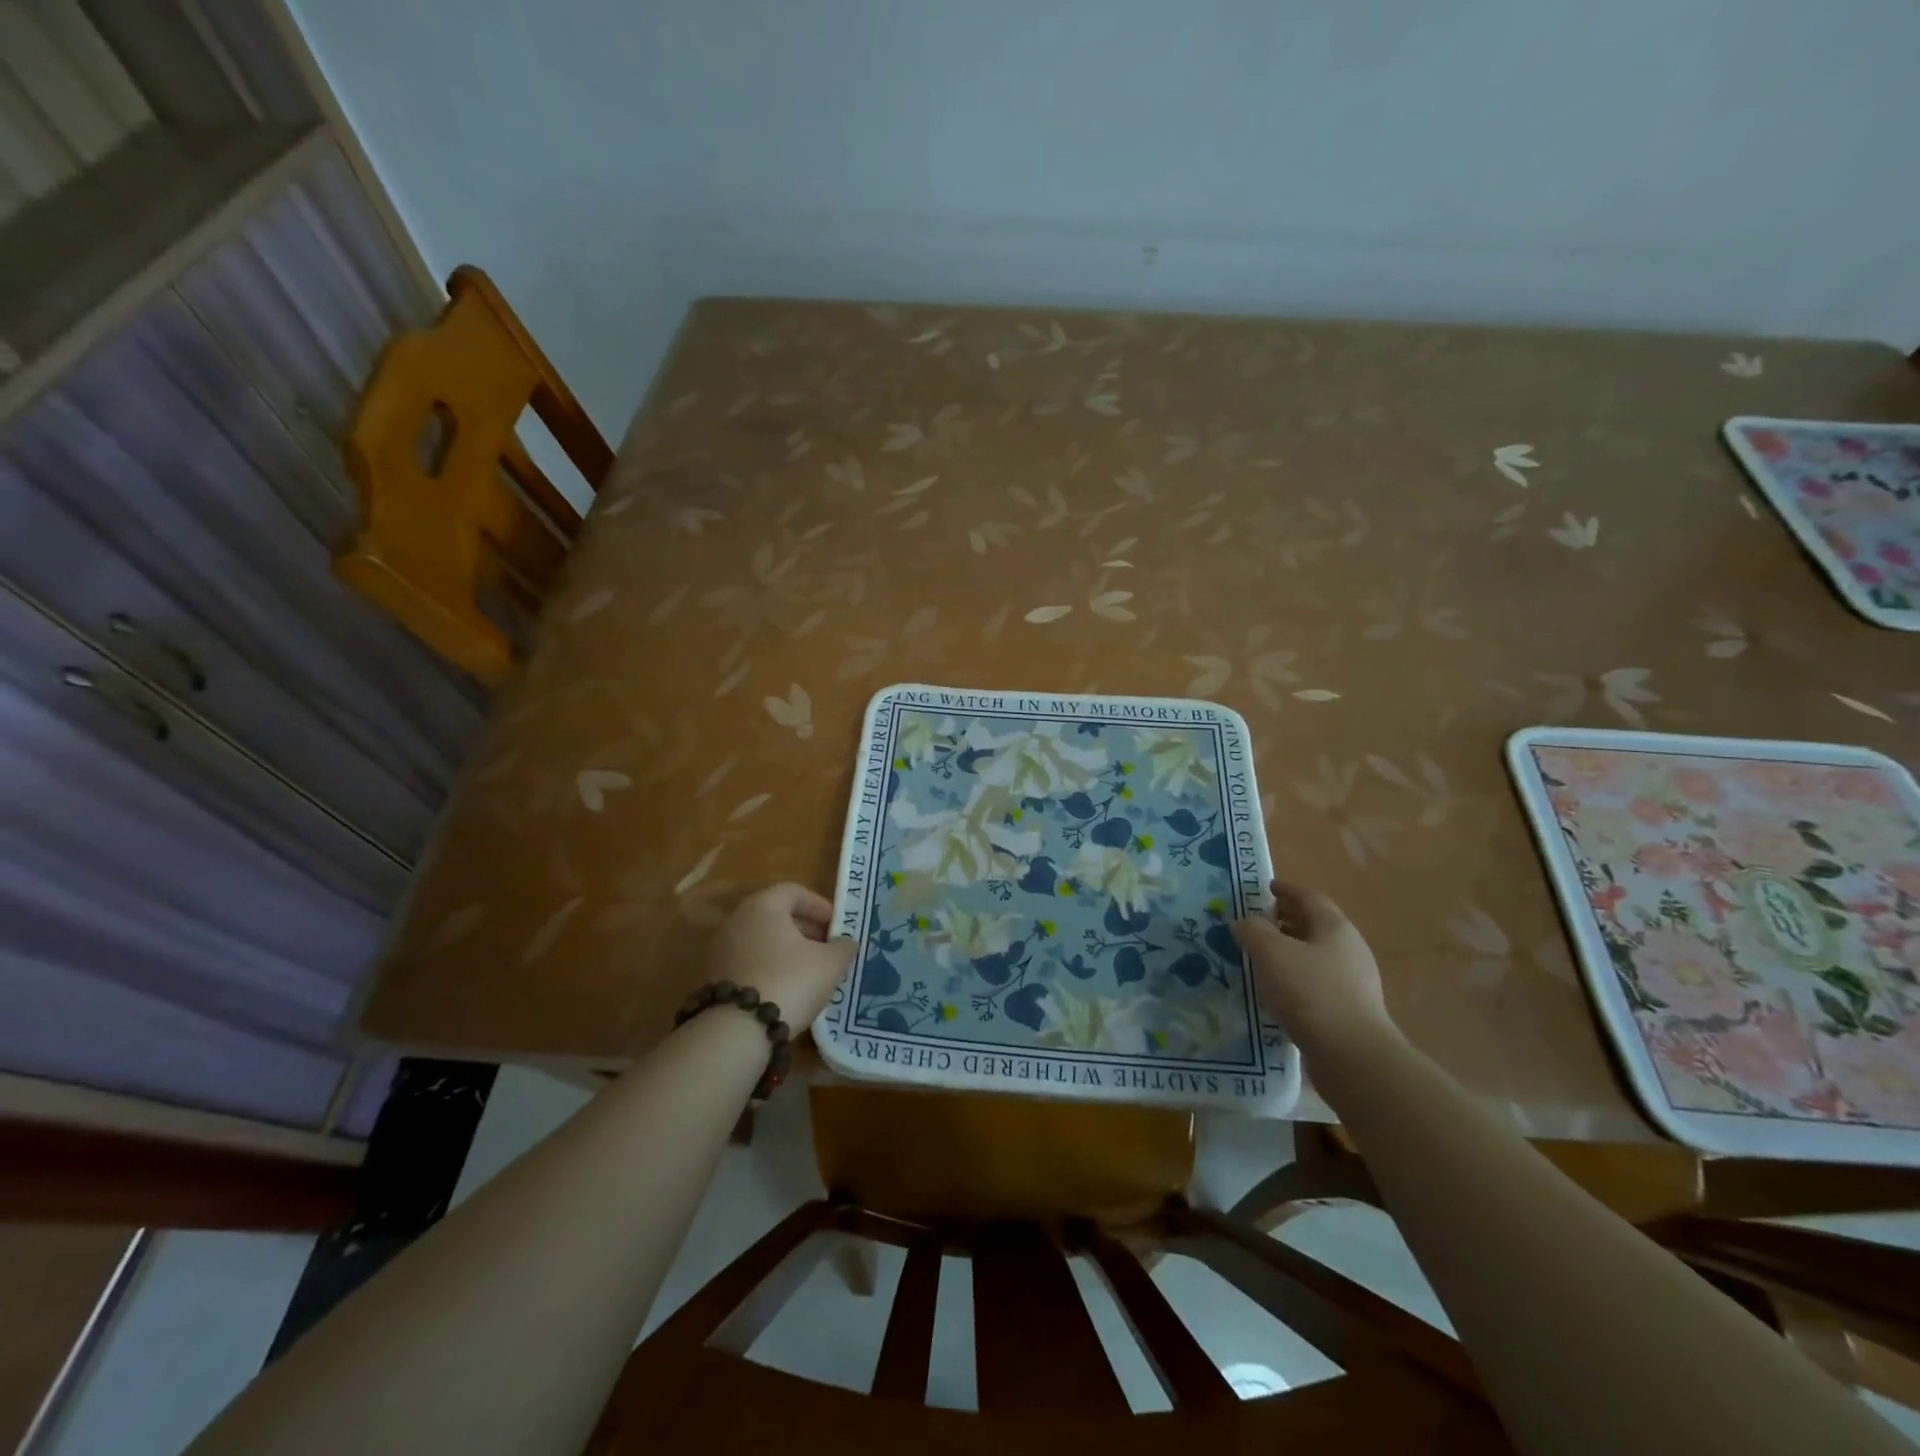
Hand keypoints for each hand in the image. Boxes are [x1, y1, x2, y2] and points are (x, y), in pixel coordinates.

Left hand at [706, 884, 856, 1029]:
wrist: (739, 1030)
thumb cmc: (790, 981)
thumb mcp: (830, 963)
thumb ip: (843, 947)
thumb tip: (847, 942)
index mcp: (763, 905)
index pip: (794, 891)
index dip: (819, 905)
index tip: (836, 926)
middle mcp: (736, 920)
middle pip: (775, 914)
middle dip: (804, 928)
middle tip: (826, 948)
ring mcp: (721, 948)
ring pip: (761, 939)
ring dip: (786, 949)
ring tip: (809, 970)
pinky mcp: (714, 976)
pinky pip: (749, 960)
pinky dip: (768, 966)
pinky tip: (786, 987)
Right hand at [1232, 878, 1397, 1057]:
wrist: (1352, 1056)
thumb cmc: (1310, 992)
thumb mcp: (1271, 953)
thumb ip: (1252, 930)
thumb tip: (1244, 923)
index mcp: (1335, 927)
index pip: (1309, 897)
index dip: (1286, 889)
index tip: (1264, 887)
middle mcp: (1349, 949)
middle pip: (1314, 925)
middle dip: (1286, 920)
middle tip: (1257, 921)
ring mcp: (1353, 982)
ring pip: (1315, 955)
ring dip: (1289, 951)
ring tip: (1260, 956)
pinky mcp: (1349, 1011)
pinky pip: (1316, 983)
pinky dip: (1295, 978)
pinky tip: (1276, 991)